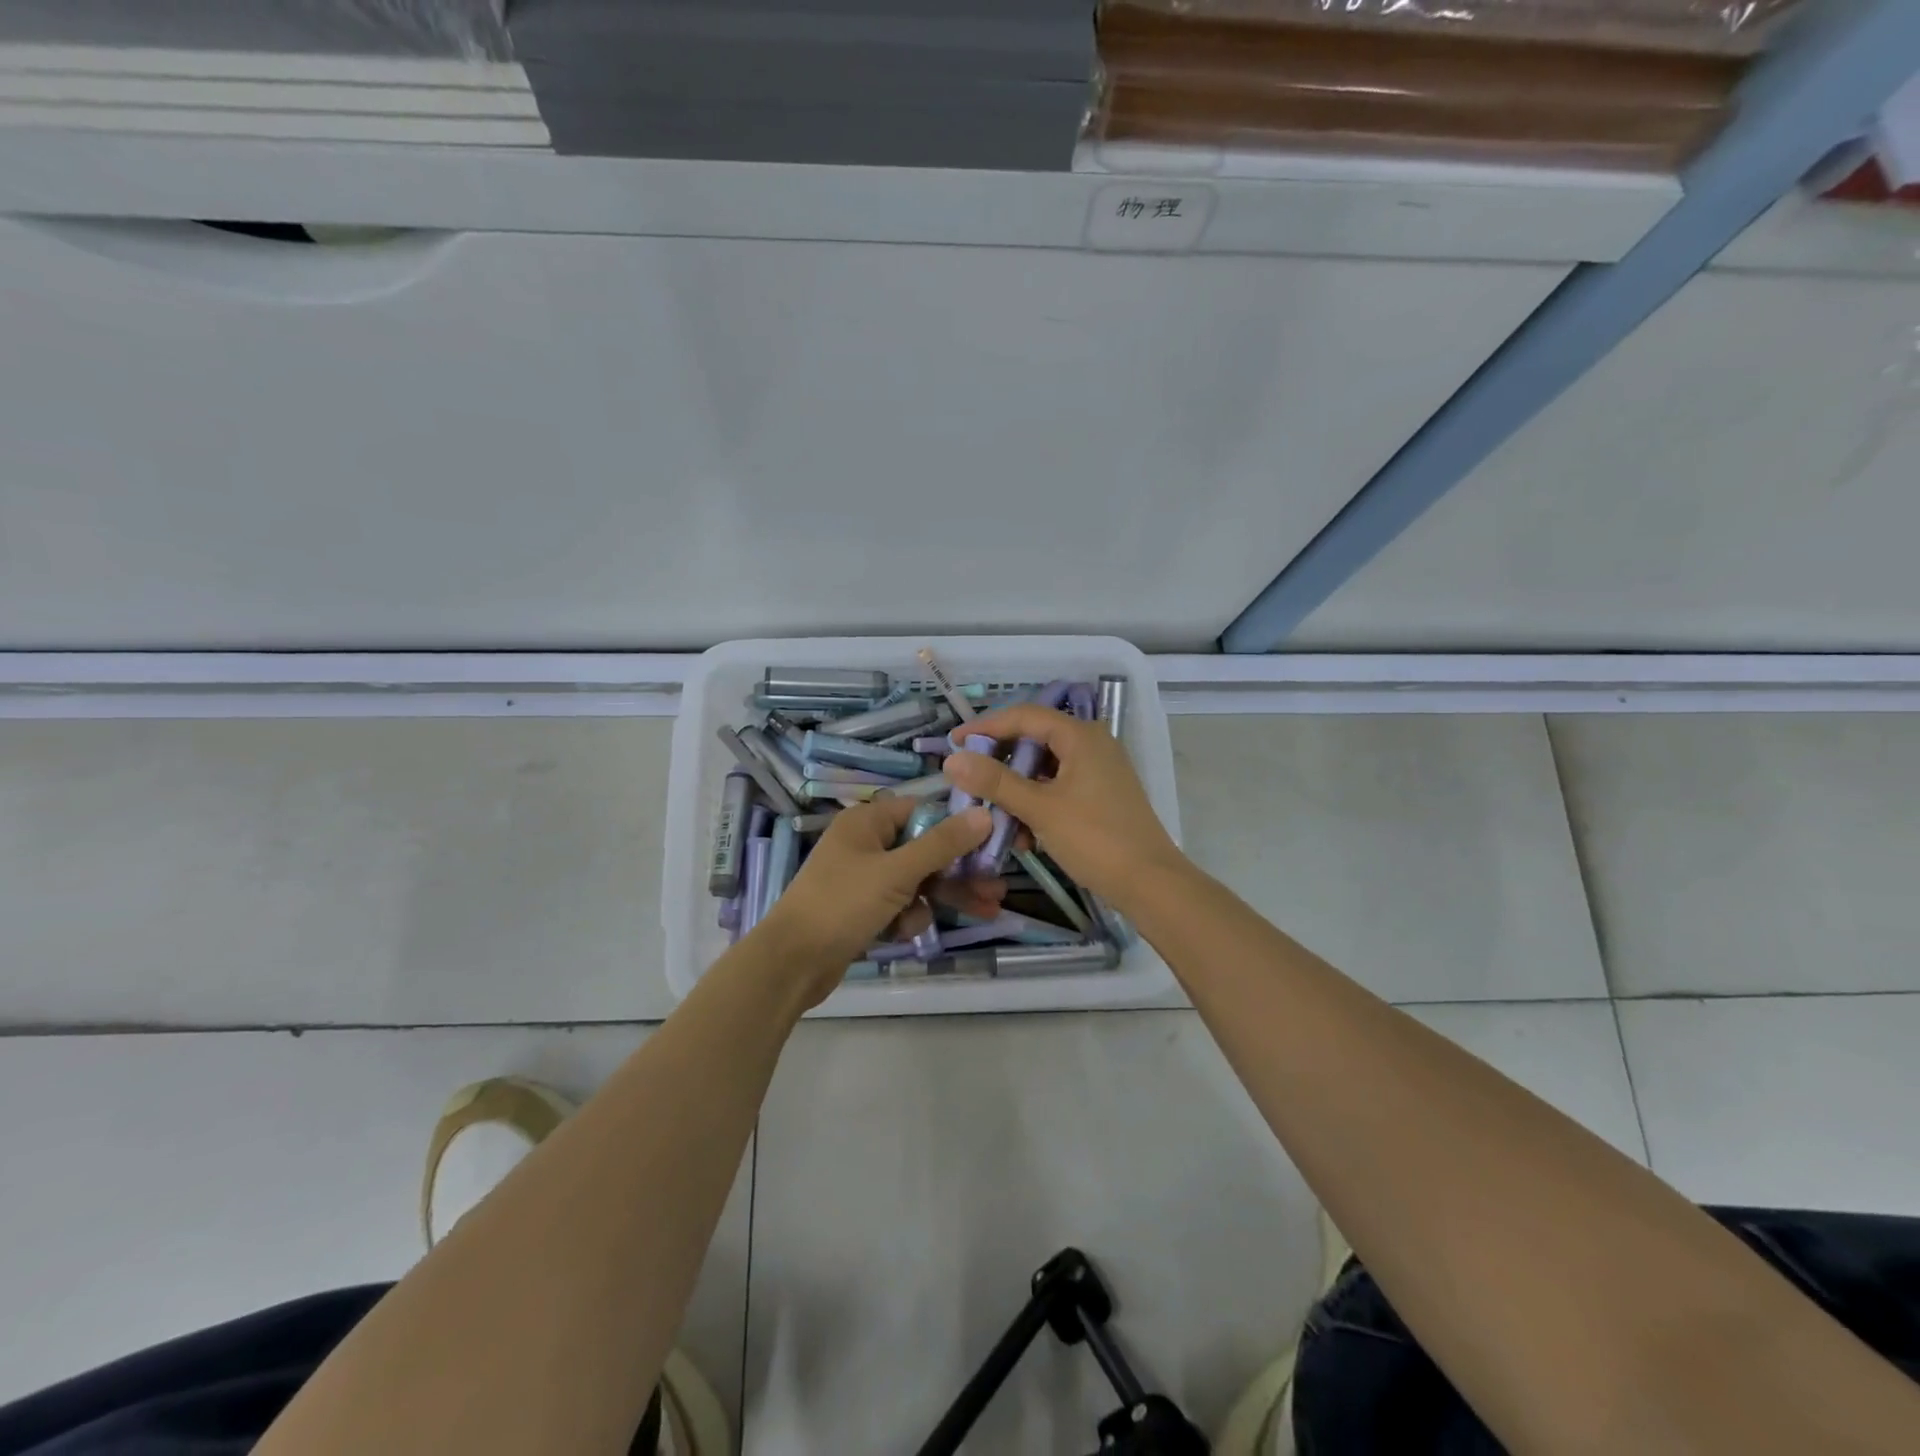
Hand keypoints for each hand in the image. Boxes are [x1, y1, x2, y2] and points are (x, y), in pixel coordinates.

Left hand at [757, 797, 994, 1006]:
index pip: (922, 812)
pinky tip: (904, 933)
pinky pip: (899, 904)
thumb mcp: (897, 872)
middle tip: (997, 888)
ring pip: (917, 881)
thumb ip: (942, 844)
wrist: (791, 963)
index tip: (992, 844)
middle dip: (960, 871)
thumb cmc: (842, 904)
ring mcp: (863, 878)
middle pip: (925, 849)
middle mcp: (866, 844)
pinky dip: (908, 917)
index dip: (957, 827)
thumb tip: (984, 813)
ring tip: (984, 912)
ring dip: (939, 897)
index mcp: (867, 822)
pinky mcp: (862, 909)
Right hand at [943, 705, 1182, 906]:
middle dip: (1000, 763)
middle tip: (970, 780)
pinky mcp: (1099, 796)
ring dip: (1017, 790)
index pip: (1024, 715)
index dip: (986, 726)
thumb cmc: (1095, 839)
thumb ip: (995, 782)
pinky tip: (1024, 836)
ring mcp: (1098, 771)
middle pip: (1034, 740)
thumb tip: (952, 760)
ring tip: (995, 815)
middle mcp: (1091, 744)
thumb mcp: (1040, 809)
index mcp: (1081, 736)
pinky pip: (1058, 788)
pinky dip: (1037, 804)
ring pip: (1044, 769)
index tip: (954, 742)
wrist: (1150, 884)